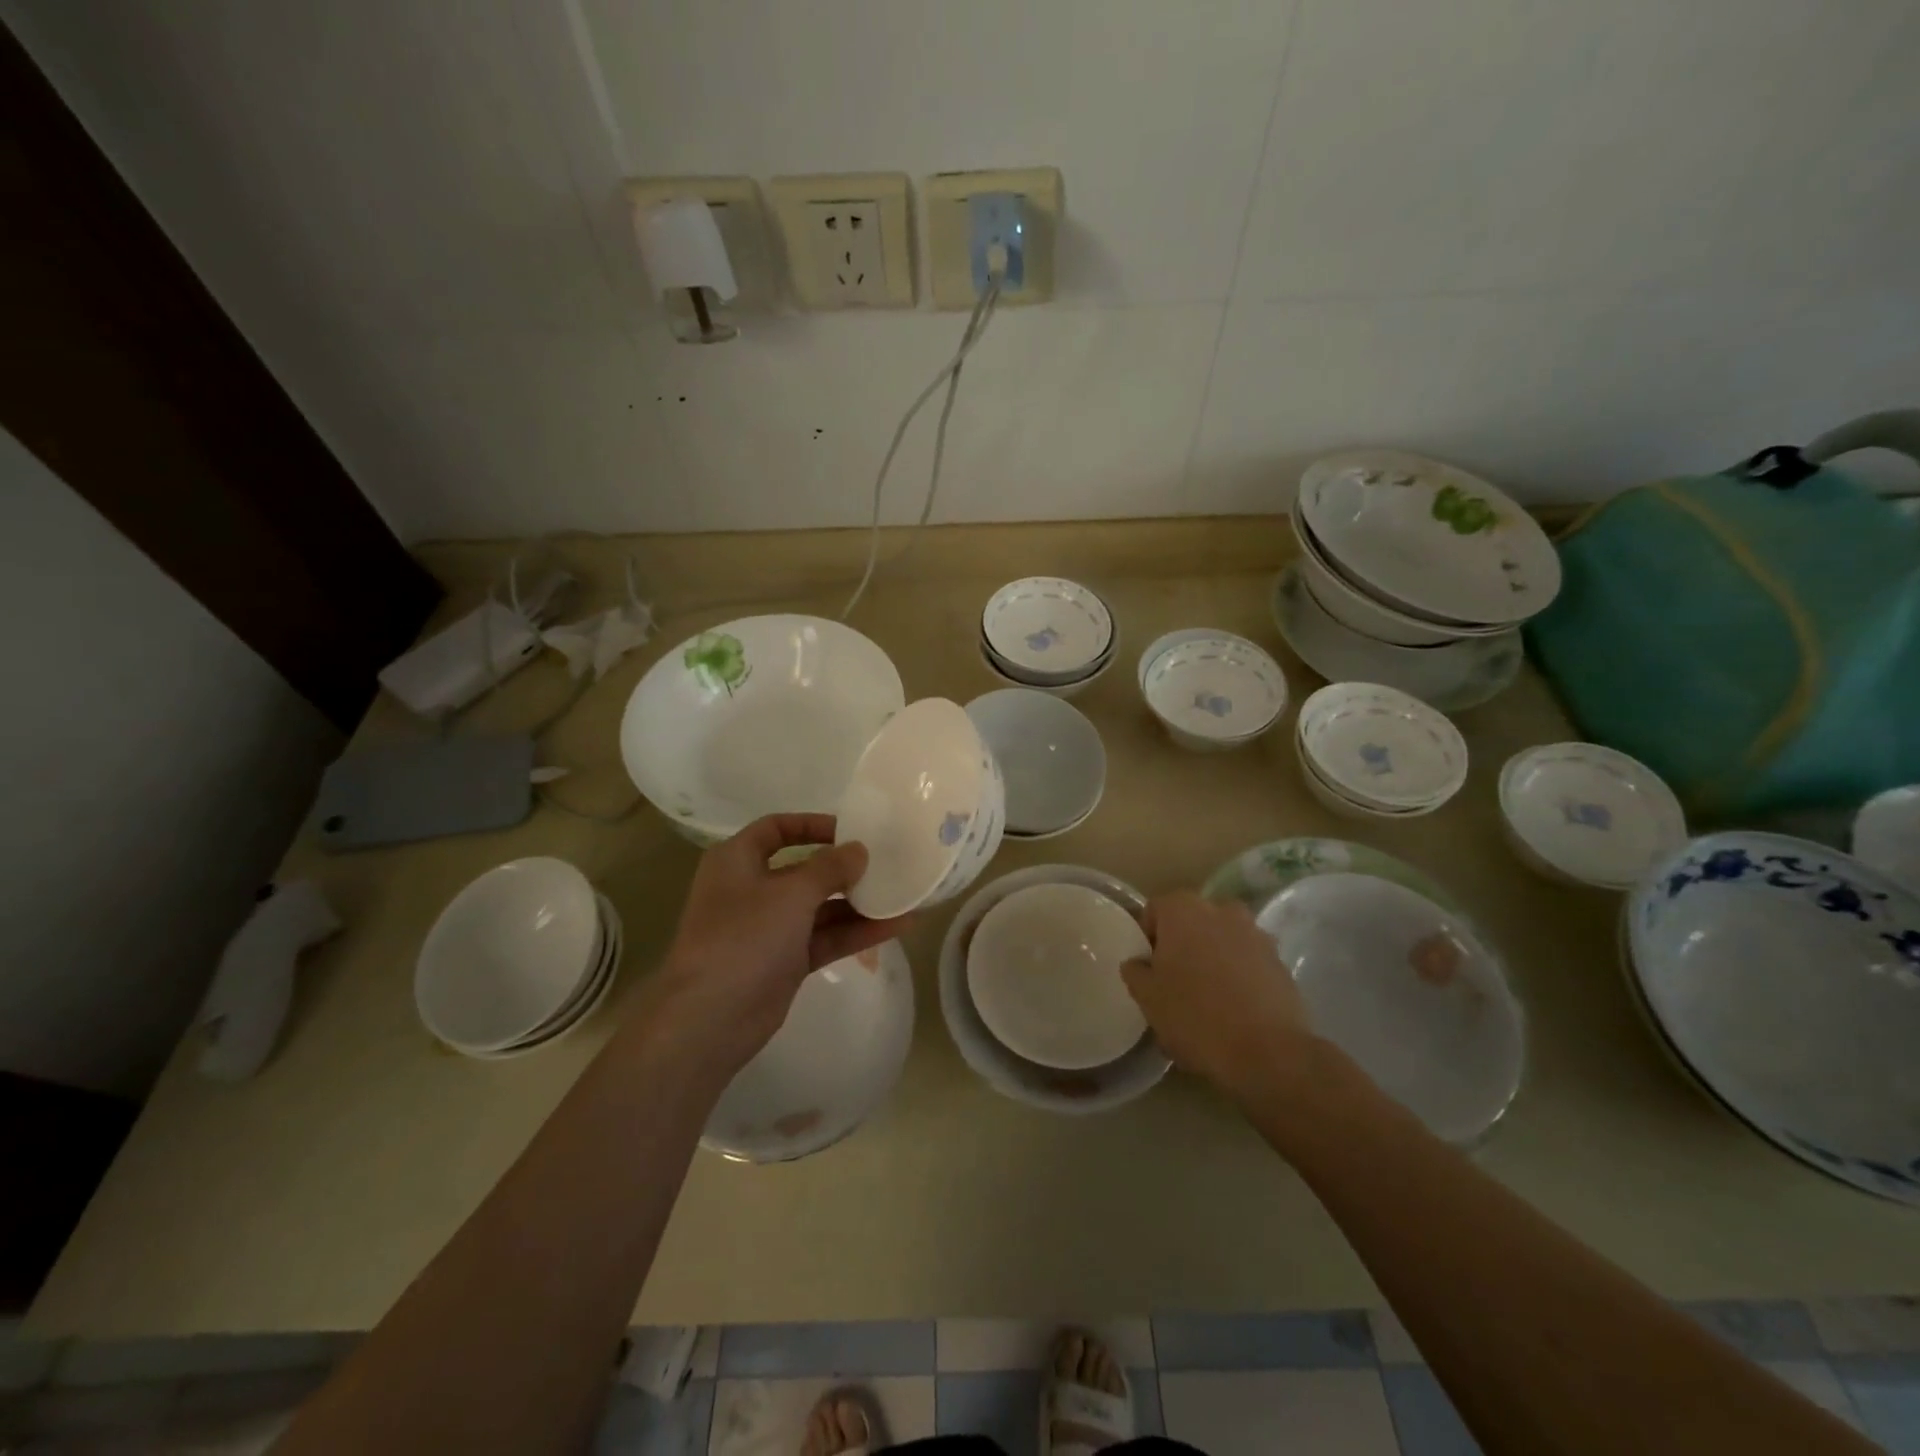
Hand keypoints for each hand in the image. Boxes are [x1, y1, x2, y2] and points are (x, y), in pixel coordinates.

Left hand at [651, 814, 911, 1076]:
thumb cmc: (744, 937)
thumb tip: (859, 850)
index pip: (776, 828)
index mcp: (737, 860)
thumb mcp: (791, 892)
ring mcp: (769, 928)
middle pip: (804, 869)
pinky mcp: (785, 960)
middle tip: (887, 864)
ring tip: (903, 895)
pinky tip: (896, 926)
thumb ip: (829, 868)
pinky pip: (825, 937)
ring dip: (858, 903)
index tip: (851, 830)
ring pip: (820, 907)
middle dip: (845, 868)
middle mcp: (752, 889)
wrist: (710, 1018)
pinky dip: (856, 932)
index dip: (812, 825)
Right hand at [1121, 890, 1313, 1104]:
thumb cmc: (1195, 1016)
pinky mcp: (1280, 961)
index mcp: (1183, 910)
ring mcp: (1256, 933)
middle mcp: (1221, 910)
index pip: (1155, 909)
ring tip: (1208, 999)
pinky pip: (1248, 961)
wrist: (1268, 1052)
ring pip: (1222, 940)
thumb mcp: (1147, 997)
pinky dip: (1239, 976)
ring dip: (1213, 959)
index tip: (1148, 968)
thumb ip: (1135, 971)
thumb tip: (1139, 962)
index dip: (1147, 938)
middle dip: (1182, 945)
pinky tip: (1235, 1010)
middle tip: (1175, 982)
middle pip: (1191, 922)